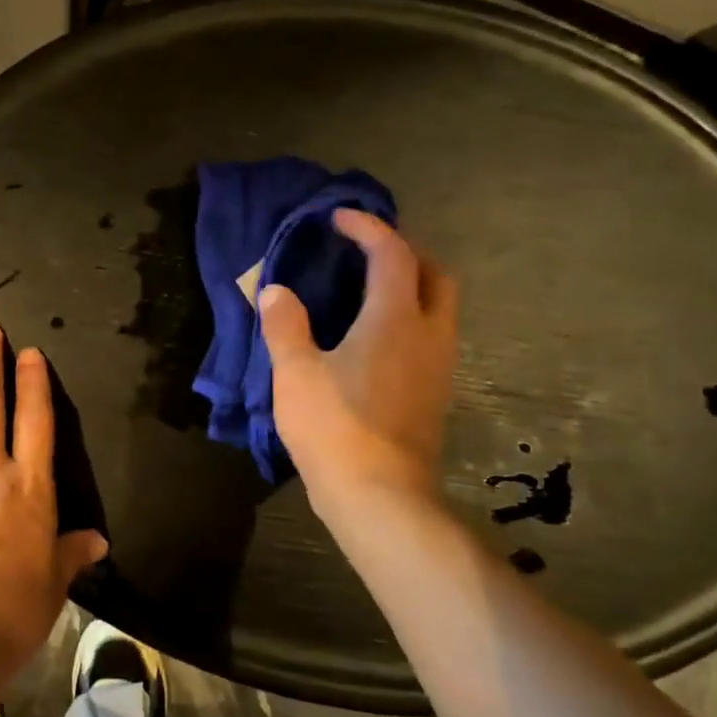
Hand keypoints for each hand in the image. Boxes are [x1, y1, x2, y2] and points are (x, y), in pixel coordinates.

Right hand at [259, 209, 458, 509]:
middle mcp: (429, 333)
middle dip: (405, 251)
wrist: (380, 497)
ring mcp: (439, 366)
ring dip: (413, 285)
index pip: (392, 252)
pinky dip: (412, 317)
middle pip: (435, 273)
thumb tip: (275, 291)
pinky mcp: (436, 393)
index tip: (338, 219)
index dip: (367, 227)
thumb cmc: (335, 427)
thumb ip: (285, 325)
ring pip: (440, 306)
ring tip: (370, 289)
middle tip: (367, 251)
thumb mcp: (295, 373)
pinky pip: (433, 335)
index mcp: (396, 318)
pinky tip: (377, 336)